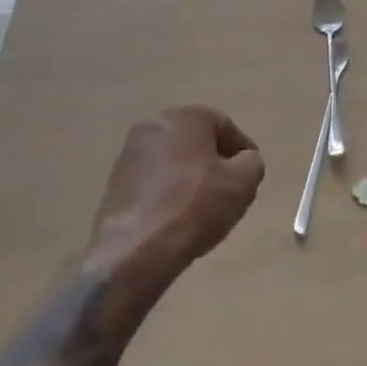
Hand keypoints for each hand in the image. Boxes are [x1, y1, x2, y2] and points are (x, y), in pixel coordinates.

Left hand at [89, 106, 264, 303]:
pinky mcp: (114, 181)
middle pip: (195, 141)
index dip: (242, 153)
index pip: (225, 127)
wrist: (136, 249)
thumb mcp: (243, 184)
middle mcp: (154, 124)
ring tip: (200, 209)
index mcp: (186, 116)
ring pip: (171, 160)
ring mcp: (130, 152)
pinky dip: (165, 192)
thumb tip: (244, 160)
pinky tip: (174, 218)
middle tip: (226, 191)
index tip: (249, 178)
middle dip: (212, 162)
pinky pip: (151, 180)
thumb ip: (252, 163)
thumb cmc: (196, 206)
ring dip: (187, 177)